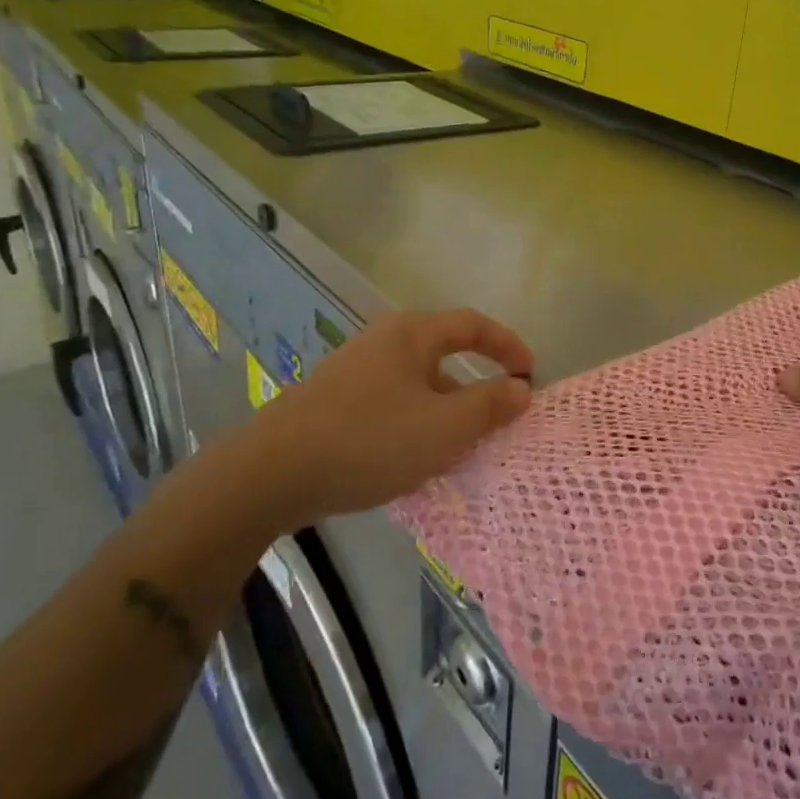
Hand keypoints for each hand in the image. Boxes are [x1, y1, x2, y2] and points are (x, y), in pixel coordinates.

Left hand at [244, 309, 533, 519]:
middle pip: (443, 354)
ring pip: (416, 384)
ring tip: (456, 450)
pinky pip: (390, 404)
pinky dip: (414, 423)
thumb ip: (489, 405)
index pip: (472, 324)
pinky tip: (410, 459)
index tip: (530, 373)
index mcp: (411, 335)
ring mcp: (352, 371)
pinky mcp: (331, 402)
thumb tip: (520, 388)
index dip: (507, 344)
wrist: (269, 474)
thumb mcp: (444, 427)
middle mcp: (381, 342)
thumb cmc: (370, 440)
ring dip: (444, 410)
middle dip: (475, 386)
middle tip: (495, 421)